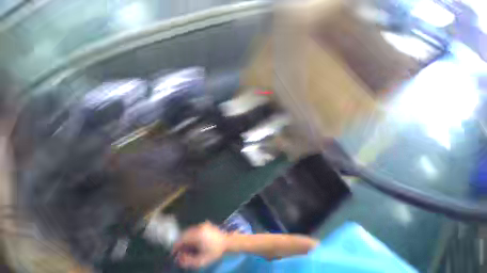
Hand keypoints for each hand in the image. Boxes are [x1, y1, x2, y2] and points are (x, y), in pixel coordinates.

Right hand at [172, 221, 226, 268]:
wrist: (226, 241)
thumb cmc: (214, 251)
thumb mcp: (201, 260)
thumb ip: (188, 261)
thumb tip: (178, 258)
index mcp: (197, 234)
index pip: (182, 238)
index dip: (176, 246)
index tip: (173, 254)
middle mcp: (199, 227)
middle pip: (185, 233)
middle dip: (181, 243)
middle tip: (180, 253)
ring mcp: (203, 224)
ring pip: (190, 231)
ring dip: (186, 239)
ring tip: (186, 249)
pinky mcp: (206, 224)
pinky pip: (195, 229)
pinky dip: (191, 236)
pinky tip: (193, 243)